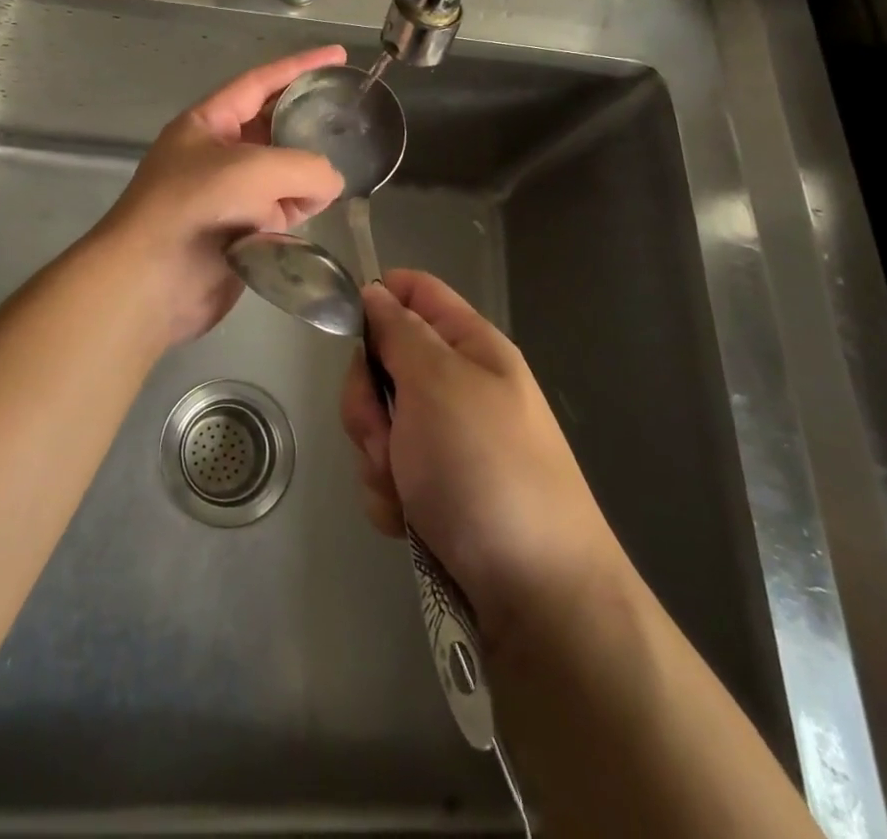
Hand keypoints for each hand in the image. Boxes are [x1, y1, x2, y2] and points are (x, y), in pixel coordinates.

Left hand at [94, 46, 347, 346]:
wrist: (151, 282)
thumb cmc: (196, 207)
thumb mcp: (255, 170)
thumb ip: (306, 167)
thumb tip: (330, 184)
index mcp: (208, 122)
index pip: (261, 82)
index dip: (300, 66)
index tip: (339, 54)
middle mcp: (217, 154)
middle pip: (273, 127)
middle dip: (308, 120)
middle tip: (350, 116)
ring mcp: (228, 194)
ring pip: (282, 172)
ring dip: (307, 172)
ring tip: (347, 164)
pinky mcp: (240, 233)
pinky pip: (279, 211)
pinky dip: (299, 209)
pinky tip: (320, 207)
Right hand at [340, 269, 623, 641]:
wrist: (535, 595)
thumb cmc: (486, 468)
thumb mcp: (438, 383)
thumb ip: (399, 332)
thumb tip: (375, 291)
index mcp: (470, 347)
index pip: (415, 291)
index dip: (377, 298)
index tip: (350, 332)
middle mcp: (457, 386)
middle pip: (382, 361)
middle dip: (369, 399)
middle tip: (386, 432)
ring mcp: (445, 440)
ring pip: (378, 421)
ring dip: (377, 454)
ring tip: (405, 488)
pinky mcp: (434, 488)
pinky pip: (386, 471)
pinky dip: (389, 494)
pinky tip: (408, 519)